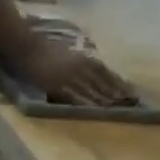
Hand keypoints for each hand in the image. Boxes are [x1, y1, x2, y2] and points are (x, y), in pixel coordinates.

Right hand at [15, 36, 132, 106]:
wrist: (29, 49)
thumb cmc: (45, 52)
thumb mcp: (67, 55)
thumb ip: (79, 64)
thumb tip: (90, 75)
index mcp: (83, 58)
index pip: (105, 71)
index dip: (117, 81)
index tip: (130, 90)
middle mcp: (81, 66)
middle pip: (102, 81)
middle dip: (116, 91)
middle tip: (130, 101)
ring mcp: (70, 76)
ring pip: (92, 89)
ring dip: (105, 98)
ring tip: (118, 107)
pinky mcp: (59, 86)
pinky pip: (76, 96)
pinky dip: (87, 102)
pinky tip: (96, 109)